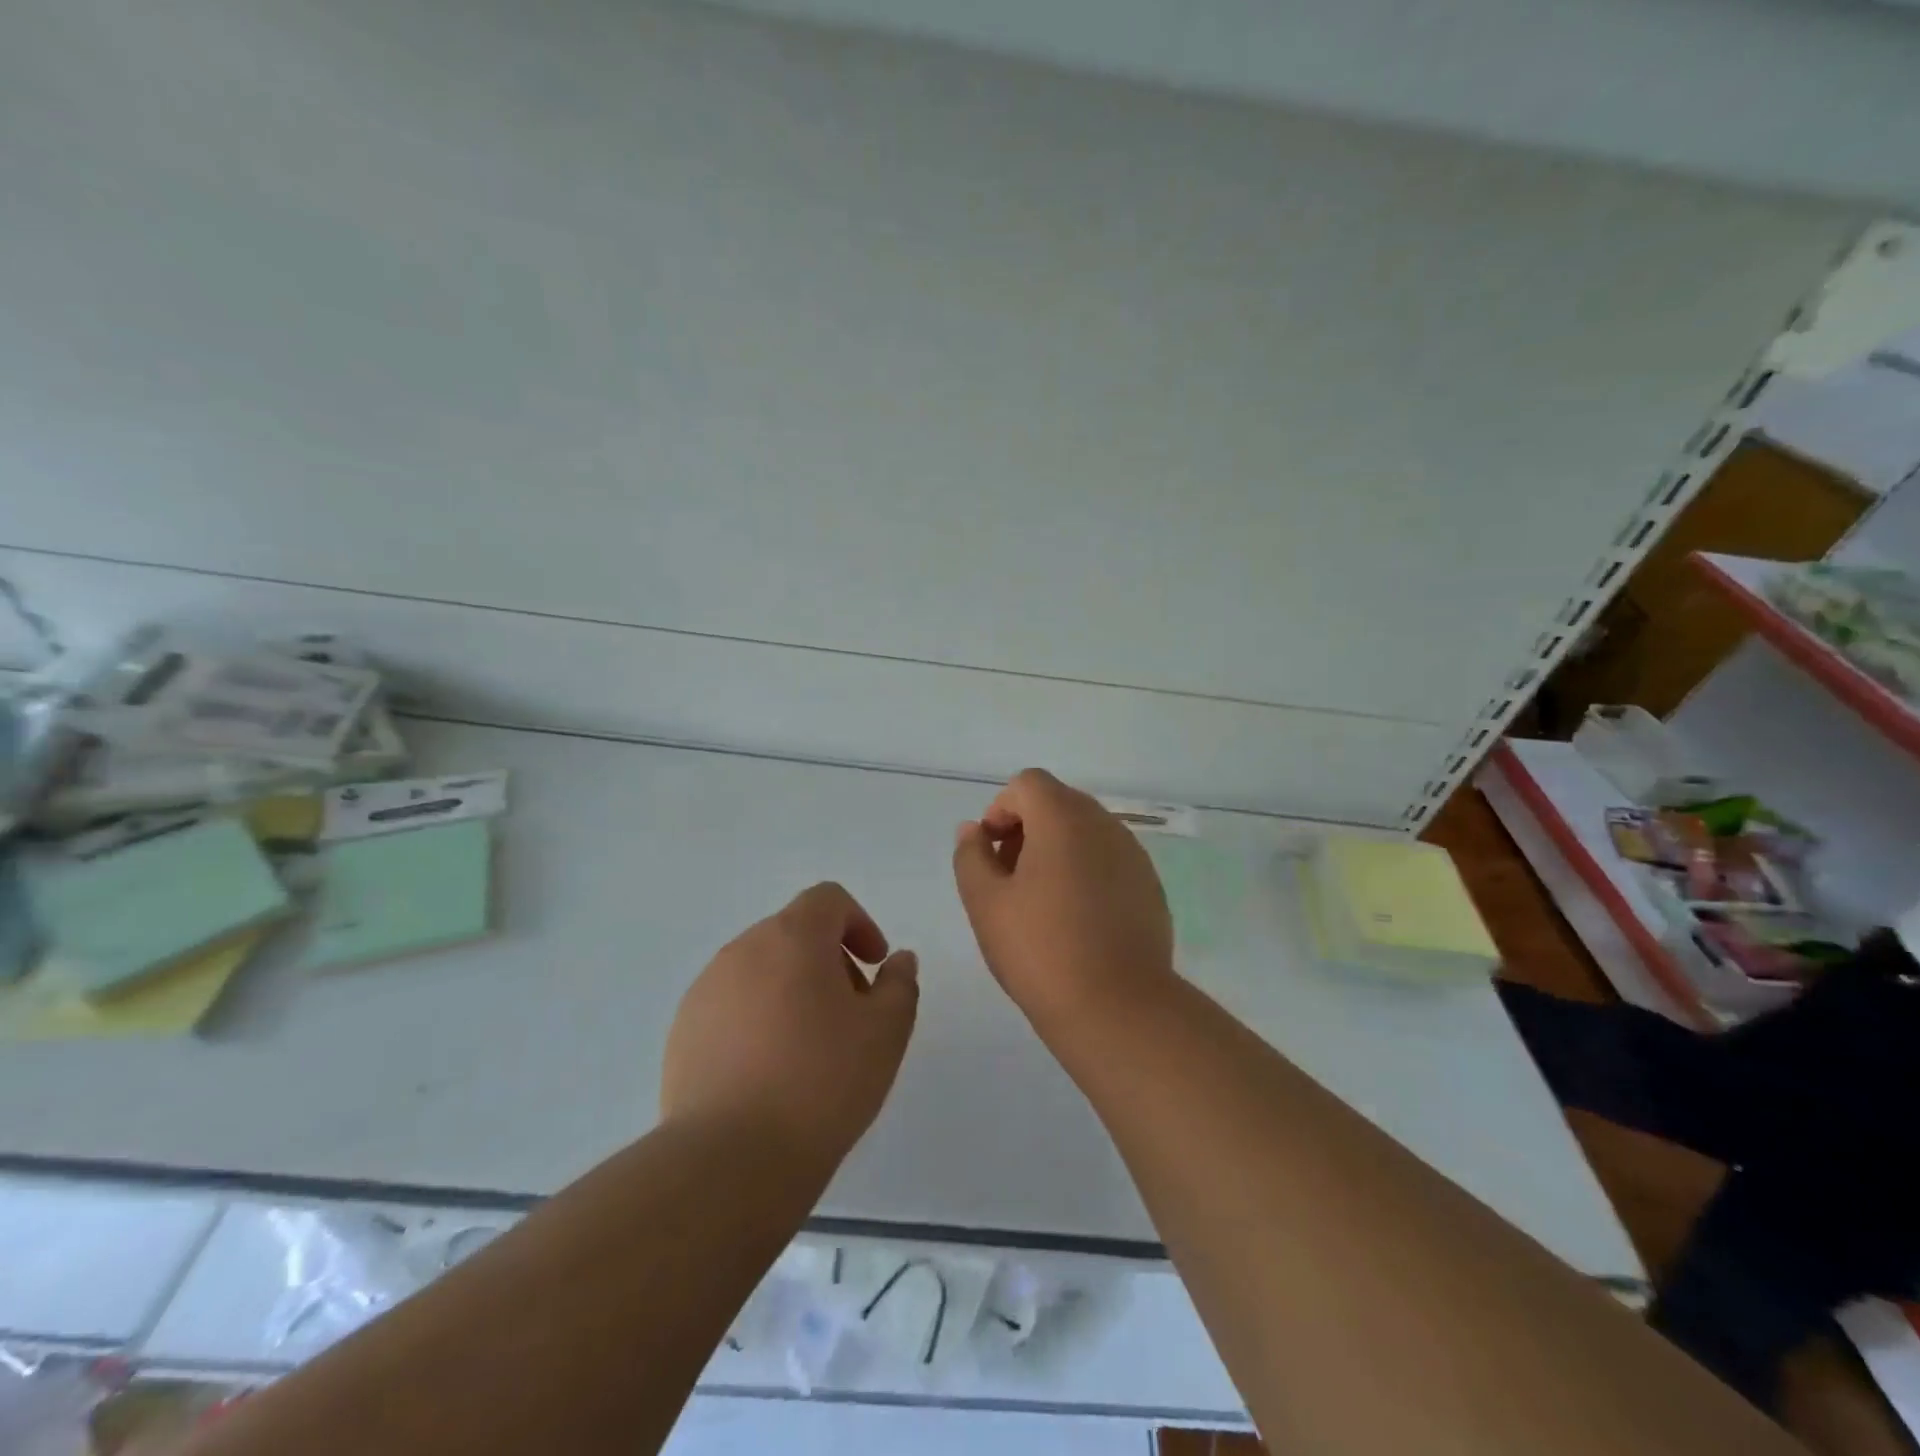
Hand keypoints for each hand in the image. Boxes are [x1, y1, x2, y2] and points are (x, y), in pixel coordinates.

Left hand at [661, 882, 918, 1166]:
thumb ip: (900, 984)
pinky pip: (731, 1004)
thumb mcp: (886, 1032)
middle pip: (794, 932)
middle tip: (850, 1013)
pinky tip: (768, 1071)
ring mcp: (706, 989)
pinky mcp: (683, 1030)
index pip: (827, 899)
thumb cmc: (822, 1082)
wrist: (731, 1159)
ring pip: (761, 969)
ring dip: (792, 988)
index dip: (858, 923)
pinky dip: (757, 1018)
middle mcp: (743, 949)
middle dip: (829, 960)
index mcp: (793, 937)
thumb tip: (897, 960)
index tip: (873, 966)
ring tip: (809, 1048)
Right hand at [952, 769, 1175, 1033]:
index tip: (991, 853)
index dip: (1001, 809)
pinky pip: (1109, 860)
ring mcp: (1134, 855)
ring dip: (1057, 850)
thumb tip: (974, 829)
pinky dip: (1086, 872)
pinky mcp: (1150, 886)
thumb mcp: (985, 903)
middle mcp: (1105, 825)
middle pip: (1059, 803)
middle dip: (1027, 829)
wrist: (1118, 1008)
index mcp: (1064, 819)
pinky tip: (1077, 921)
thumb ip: (971, 855)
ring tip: (1041, 903)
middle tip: (1009, 879)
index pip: (1028, 784)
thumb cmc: (1041, 950)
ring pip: (1086, 832)